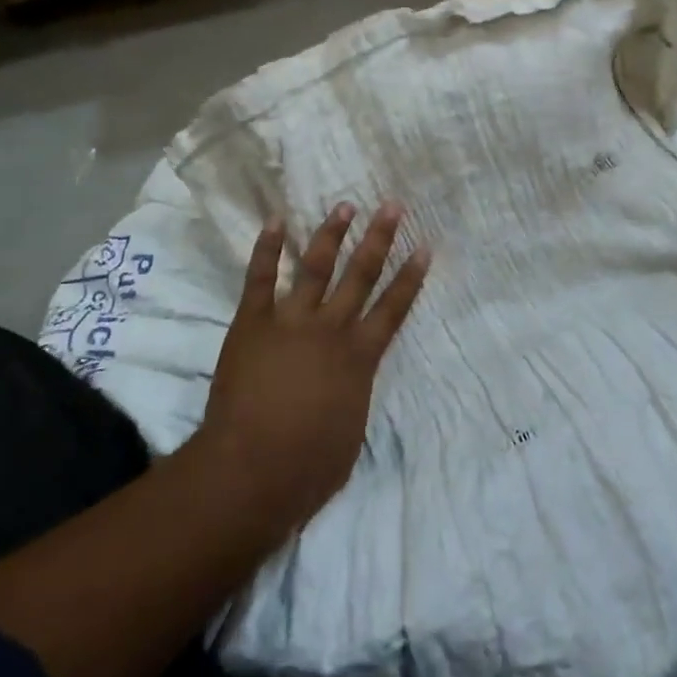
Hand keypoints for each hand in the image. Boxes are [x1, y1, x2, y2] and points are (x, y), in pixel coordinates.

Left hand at [199, 201, 429, 533]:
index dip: (411, 277)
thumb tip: (351, 380)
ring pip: (316, 267)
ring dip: (331, 234)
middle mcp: (331, 329)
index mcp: (360, 356)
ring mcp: (290, 321)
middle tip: (392, 205)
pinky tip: (276, 221)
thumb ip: (354, 394)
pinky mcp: (252, 323)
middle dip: (379, 238)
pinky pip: (260, 278)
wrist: (251, 470)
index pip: (394, 308)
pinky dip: (267, 248)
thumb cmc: (309, 465)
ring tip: (344, 206)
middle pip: (361, 275)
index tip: (424, 247)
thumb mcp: (352, 431)